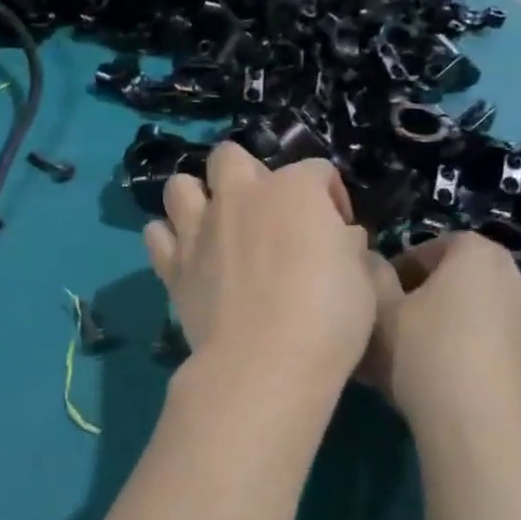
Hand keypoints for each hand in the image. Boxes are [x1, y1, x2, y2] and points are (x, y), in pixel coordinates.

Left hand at [144, 143, 381, 388]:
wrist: (264, 362)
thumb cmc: (328, 318)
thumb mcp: (363, 278)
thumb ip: (346, 246)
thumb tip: (339, 237)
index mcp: (294, 190)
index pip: (317, 171)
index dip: (330, 197)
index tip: (338, 230)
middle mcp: (239, 196)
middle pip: (232, 157)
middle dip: (248, 174)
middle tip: (265, 213)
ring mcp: (199, 228)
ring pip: (180, 185)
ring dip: (196, 197)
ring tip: (214, 224)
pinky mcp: (173, 265)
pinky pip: (156, 234)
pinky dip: (168, 239)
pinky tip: (185, 256)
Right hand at [362, 232, 520, 434]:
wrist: (482, 428)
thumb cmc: (426, 353)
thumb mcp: (381, 311)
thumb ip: (373, 277)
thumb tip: (372, 261)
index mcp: (478, 254)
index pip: (432, 245)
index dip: (398, 267)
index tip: (377, 295)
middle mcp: (514, 278)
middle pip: (457, 278)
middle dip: (422, 296)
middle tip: (390, 325)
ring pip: (473, 313)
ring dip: (443, 325)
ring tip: (410, 357)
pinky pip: (489, 343)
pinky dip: (463, 351)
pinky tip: (437, 381)